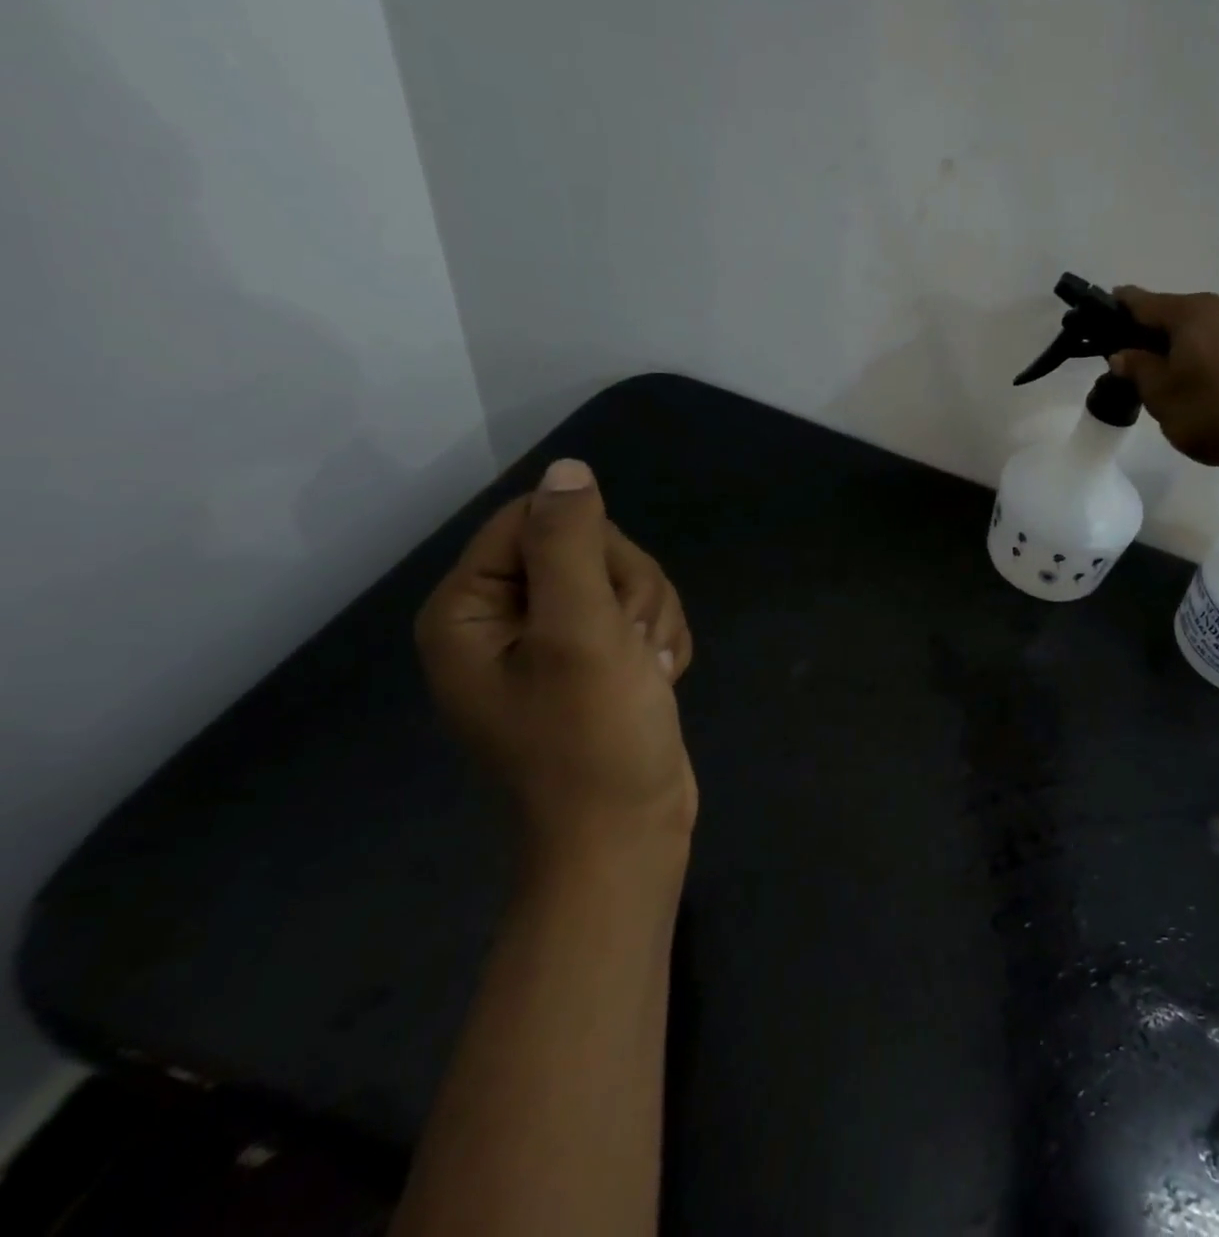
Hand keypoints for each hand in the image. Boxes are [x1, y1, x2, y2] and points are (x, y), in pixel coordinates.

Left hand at [416, 459, 696, 853]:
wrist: (628, 836)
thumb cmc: (593, 740)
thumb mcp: (580, 633)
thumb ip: (569, 543)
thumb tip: (568, 469)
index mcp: (471, 608)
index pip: (537, 518)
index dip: (593, 549)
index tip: (609, 607)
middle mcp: (505, 618)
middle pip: (589, 546)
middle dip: (629, 592)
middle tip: (631, 650)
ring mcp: (555, 642)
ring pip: (625, 579)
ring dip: (652, 622)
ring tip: (648, 675)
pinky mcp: (599, 661)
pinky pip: (641, 614)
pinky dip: (661, 643)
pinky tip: (657, 682)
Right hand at [1108, 287, 1218, 466]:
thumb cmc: (1213, 411)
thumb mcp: (1161, 396)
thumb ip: (1138, 369)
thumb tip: (1123, 354)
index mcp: (1191, 312)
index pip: (1143, 301)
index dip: (1119, 307)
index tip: (1103, 316)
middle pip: (1176, 313)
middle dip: (1153, 333)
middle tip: (1136, 361)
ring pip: (1204, 328)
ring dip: (1184, 345)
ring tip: (1174, 378)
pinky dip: (1210, 355)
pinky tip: (1208, 384)